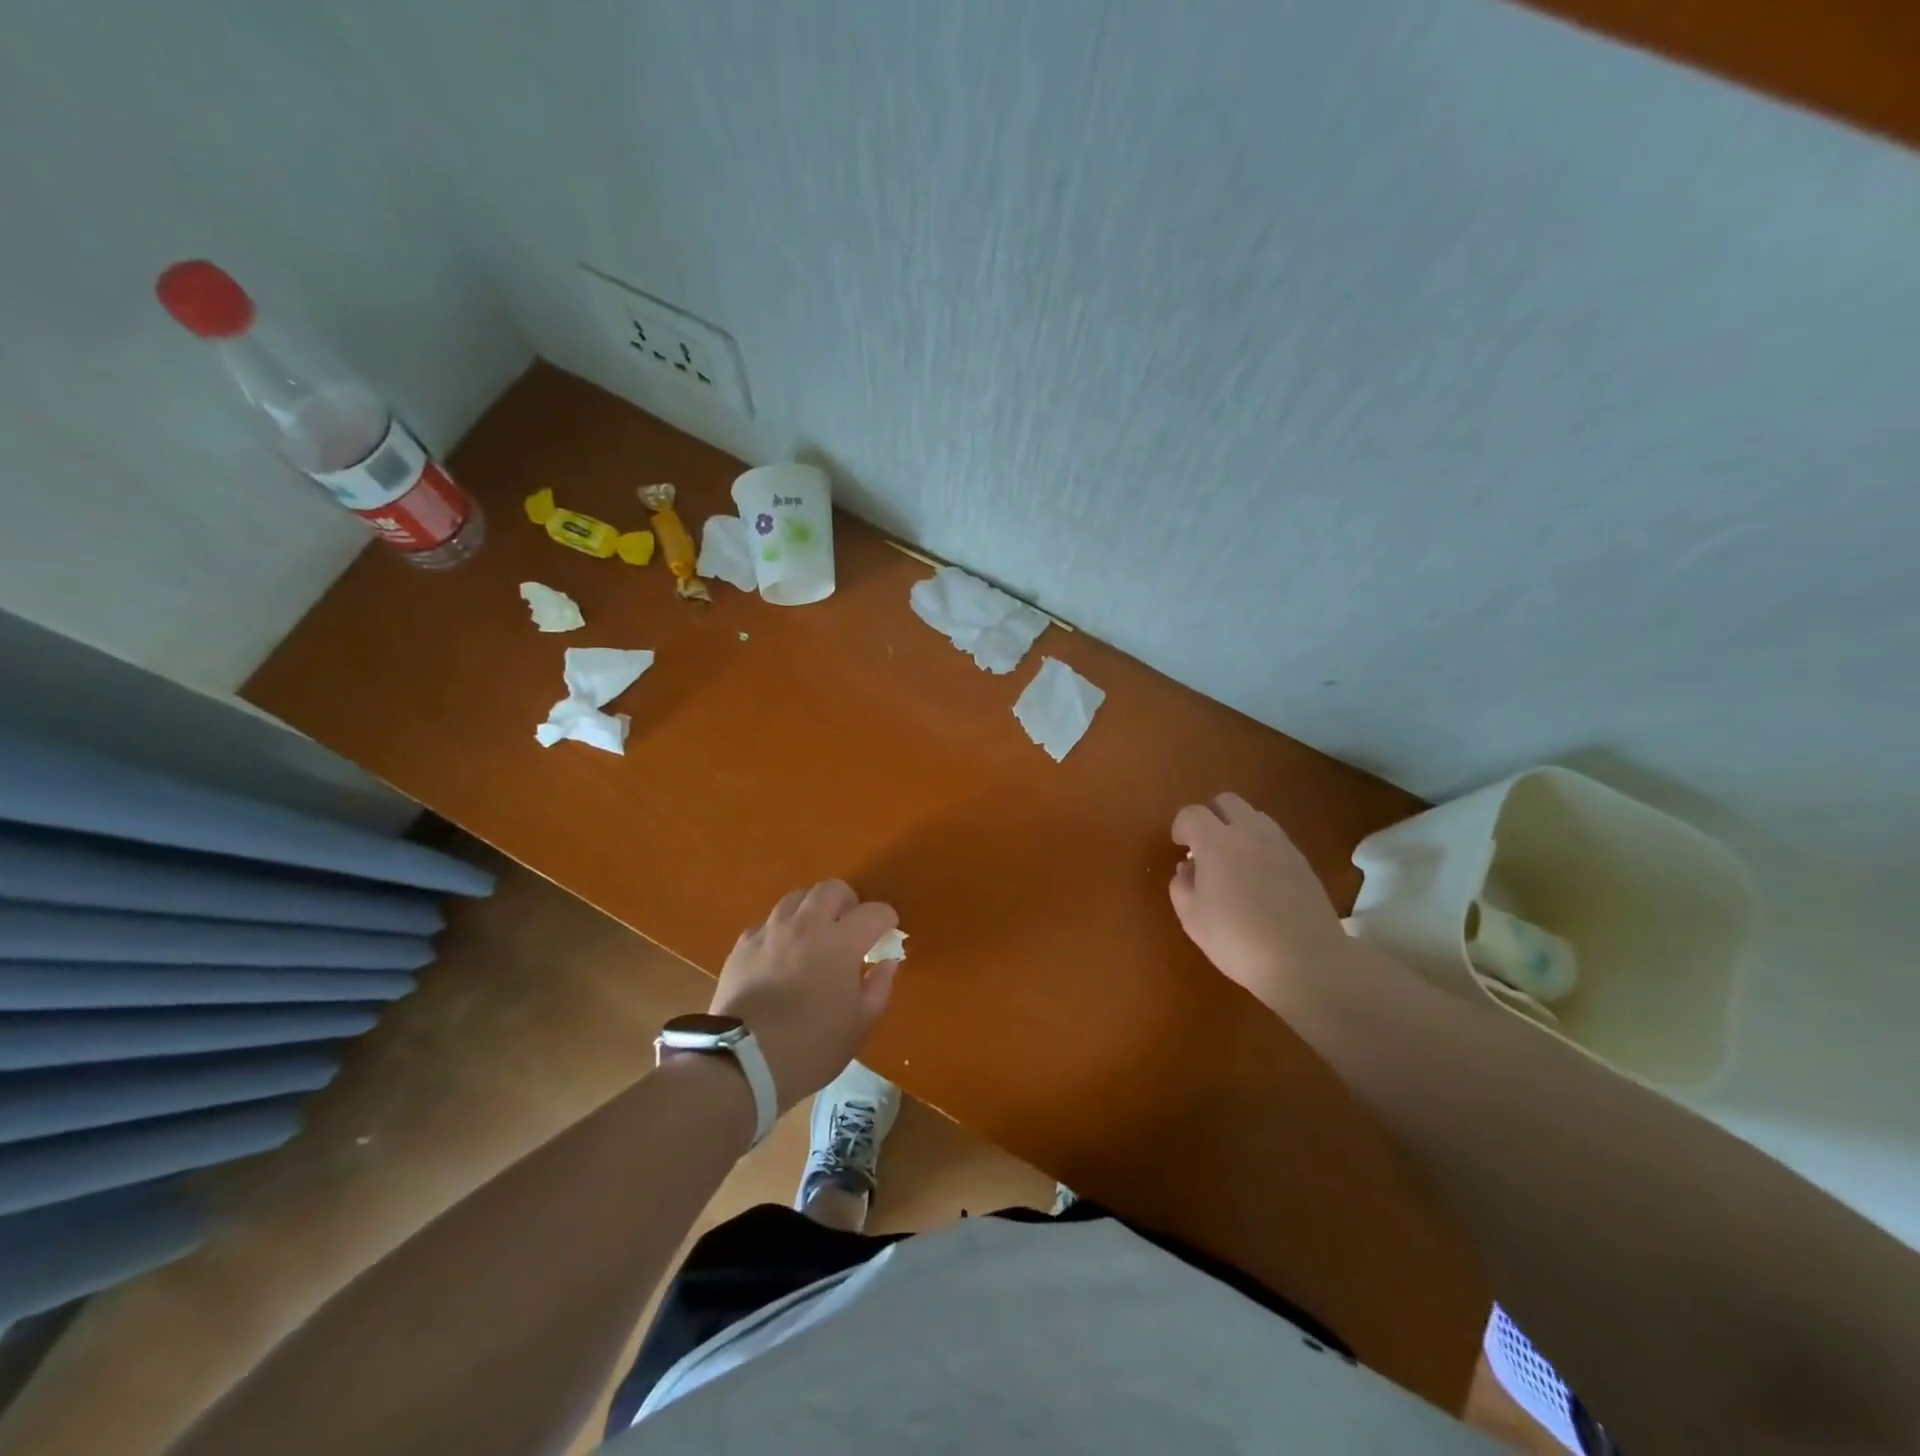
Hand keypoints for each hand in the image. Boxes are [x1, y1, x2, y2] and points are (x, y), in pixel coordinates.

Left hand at [708, 880, 900, 1112]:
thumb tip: (886, 962)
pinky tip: (782, 954)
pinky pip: (769, 922)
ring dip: (813, 910)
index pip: (874, 912)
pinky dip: (783, 930)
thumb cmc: (811, 1046)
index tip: (886, 935)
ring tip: (814, 936)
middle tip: (850, 927)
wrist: (742, 1063)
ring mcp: (771, 931)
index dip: (886, 920)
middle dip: (848, 902)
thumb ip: (879, 986)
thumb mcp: (860, 1024)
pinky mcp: (743, 945)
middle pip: (832, 889)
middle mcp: (806, 925)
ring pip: (797, 898)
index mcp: (841, 942)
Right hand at [1169, 792, 1358, 1012]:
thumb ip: (1181, 886)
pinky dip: (1260, 846)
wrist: (1306, 961)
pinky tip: (1259, 879)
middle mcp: (1250, 833)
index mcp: (1217, 842)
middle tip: (1204, 846)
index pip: (1192, 813)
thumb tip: (1188, 868)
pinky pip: (1275, 838)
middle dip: (1210, 816)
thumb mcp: (1193, 919)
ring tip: (1233, 862)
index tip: (1178, 846)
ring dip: (1238, 828)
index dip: (1180, 826)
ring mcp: (1281, 845)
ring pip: (1254, 816)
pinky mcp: (1303, 861)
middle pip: (1227, 801)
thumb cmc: (1238, 940)